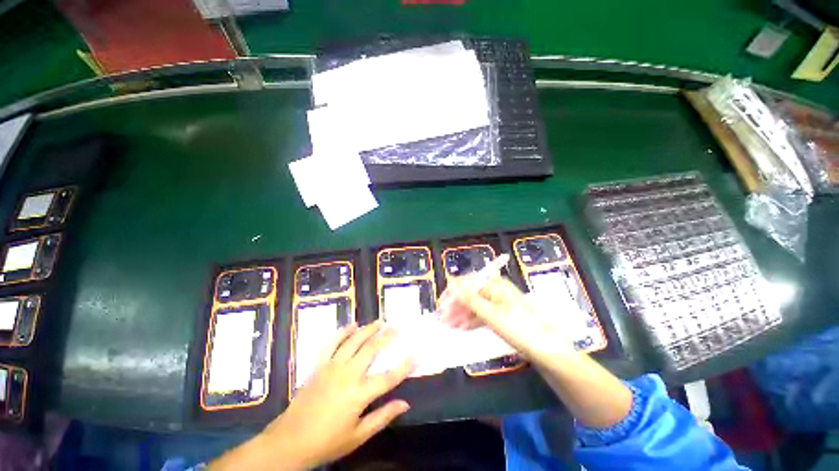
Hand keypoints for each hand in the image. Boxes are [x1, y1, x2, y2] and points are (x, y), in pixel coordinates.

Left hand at [210, 322, 414, 470]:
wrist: (290, 441)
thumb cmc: (327, 441)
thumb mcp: (358, 435)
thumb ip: (383, 417)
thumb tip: (405, 404)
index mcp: (359, 394)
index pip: (388, 377)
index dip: (404, 365)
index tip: (415, 354)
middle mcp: (348, 375)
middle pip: (372, 350)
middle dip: (387, 337)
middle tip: (396, 328)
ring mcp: (332, 367)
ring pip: (354, 341)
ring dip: (368, 329)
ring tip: (379, 322)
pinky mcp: (320, 365)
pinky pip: (332, 343)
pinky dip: (343, 332)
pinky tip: (352, 325)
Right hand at [438, 276, 573, 362]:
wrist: (547, 351)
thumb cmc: (519, 329)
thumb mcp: (492, 315)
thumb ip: (470, 300)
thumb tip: (452, 285)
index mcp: (495, 285)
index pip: (467, 283)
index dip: (452, 293)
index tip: (441, 306)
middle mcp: (496, 290)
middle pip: (470, 295)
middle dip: (455, 306)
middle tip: (443, 320)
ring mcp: (499, 303)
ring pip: (474, 306)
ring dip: (461, 315)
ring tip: (449, 326)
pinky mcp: (502, 315)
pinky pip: (482, 315)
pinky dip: (471, 320)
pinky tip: (462, 328)